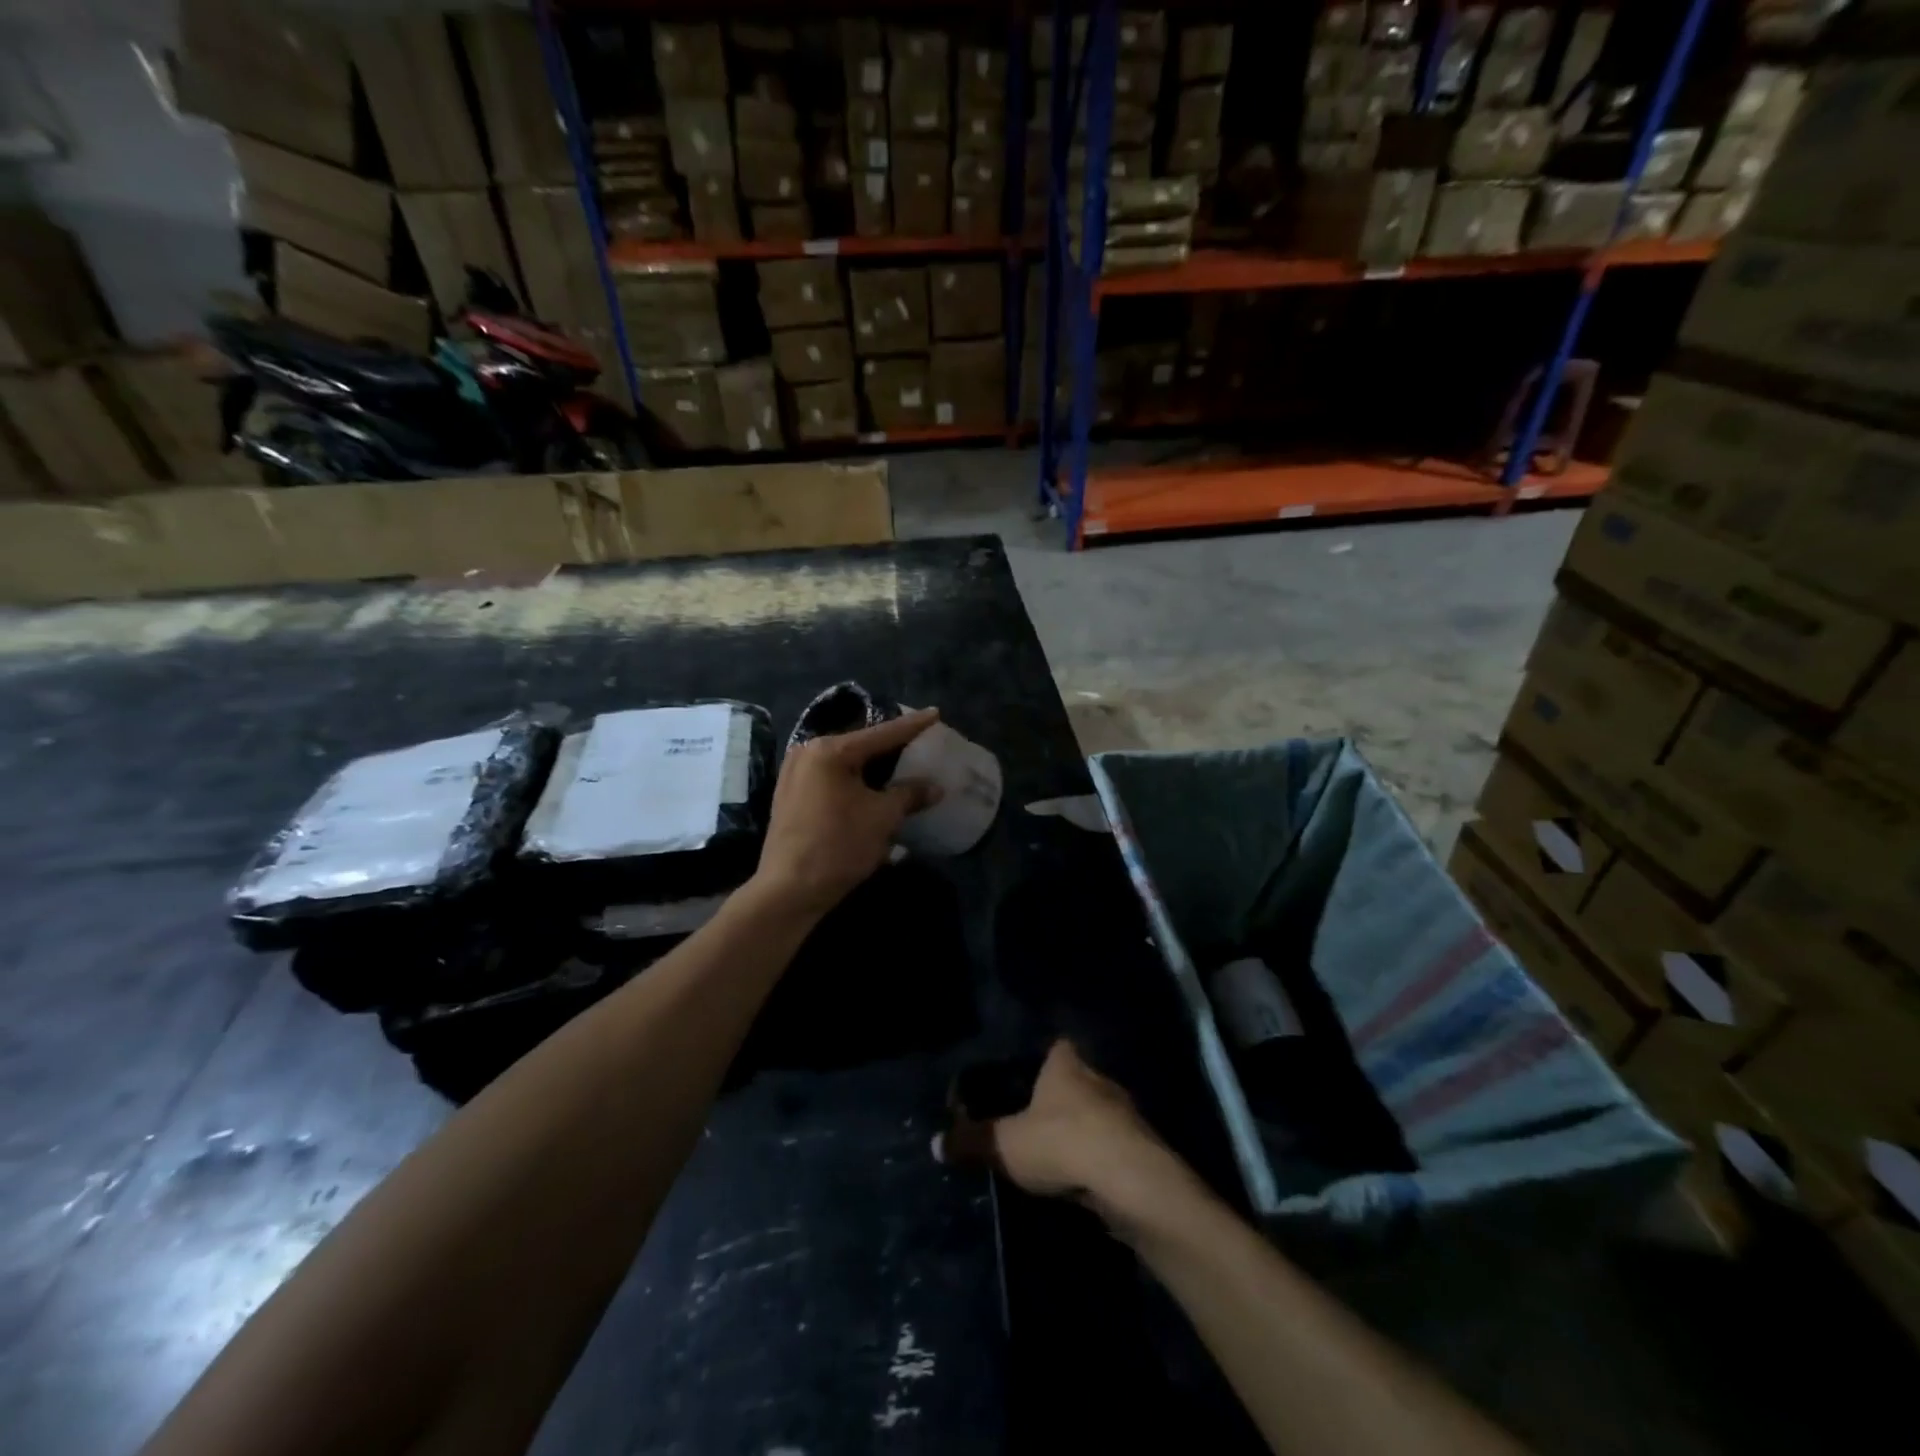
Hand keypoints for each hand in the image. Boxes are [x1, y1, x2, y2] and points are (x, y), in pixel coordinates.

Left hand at [752, 708, 941, 917]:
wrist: (789, 890)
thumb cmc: (839, 845)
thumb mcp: (882, 818)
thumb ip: (909, 795)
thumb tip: (935, 787)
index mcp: (829, 750)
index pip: (881, 734)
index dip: (912, 726)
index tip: (934, 713)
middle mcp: (806, 753)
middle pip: (859, 745)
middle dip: (889, 746)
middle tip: (918, 740)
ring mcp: (793, 775)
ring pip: (844, 763)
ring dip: (871, 767)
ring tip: (899, 763)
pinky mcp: (789, 796)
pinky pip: (830, 779)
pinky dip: (853, 781)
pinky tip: (871, 788)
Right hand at [937, 1040, 1178, 1225]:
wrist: (1131, 1181)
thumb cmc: (1062, 1142)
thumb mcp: (1006, 1144)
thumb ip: (972, 1141)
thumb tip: (934, 1143)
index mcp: (1067, 1065)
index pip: (1057, 1047)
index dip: (1044, 1058)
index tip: (1027, 1075)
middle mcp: (1099, 1079)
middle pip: (1078, 1080)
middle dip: (1061, 1098)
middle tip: (1036, 1120)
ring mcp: (1126, 1114)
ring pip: (1099, 1115)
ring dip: (1084, 1132)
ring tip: (1059, 1155)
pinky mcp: (1142, 1149)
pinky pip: (1114, 1147)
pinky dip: (1101, 1160)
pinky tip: (1085, 1181)